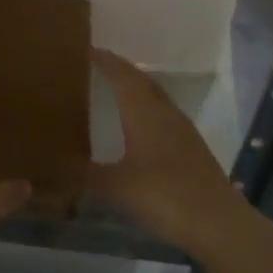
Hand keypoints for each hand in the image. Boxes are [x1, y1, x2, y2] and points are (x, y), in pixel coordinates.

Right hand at [88, 48, 245, 250]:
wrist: (219, 224)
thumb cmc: (165, 195)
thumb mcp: (118, 187)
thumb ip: (86, 175)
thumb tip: (53, 167)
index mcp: (145, 112)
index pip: (122, 75)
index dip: (105, 60)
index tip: (85, 48)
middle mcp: (165, 113)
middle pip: (142, 81)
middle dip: (120, 70)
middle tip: (97, 66)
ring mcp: (183, 130)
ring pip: (156, 97)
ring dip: (136, 89)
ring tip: (114, 92)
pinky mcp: (192, 149)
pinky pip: (164, 116)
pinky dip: (147, 111)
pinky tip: (139, 128)